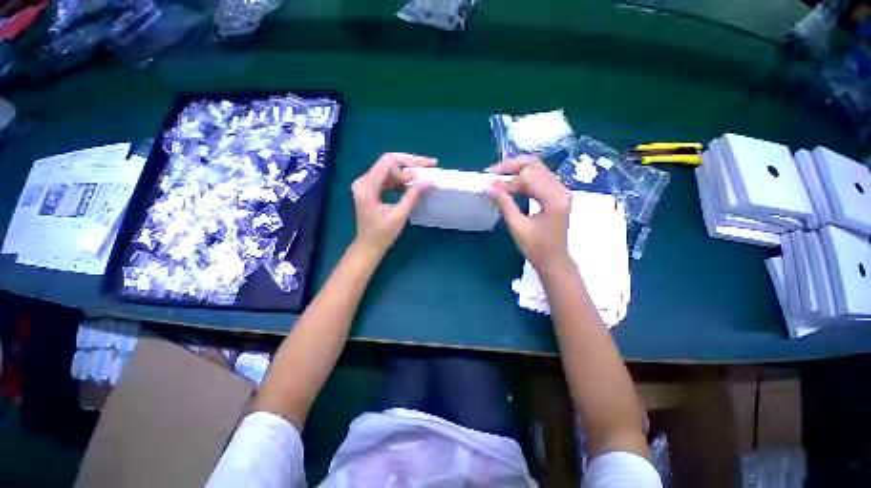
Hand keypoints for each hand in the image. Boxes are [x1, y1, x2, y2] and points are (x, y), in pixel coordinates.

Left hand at [351, 153, 435, 255]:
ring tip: (424, 174)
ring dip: (407, 172)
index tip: (425, 169)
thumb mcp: (400, 215)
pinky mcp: (371, 190)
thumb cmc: (382, 234)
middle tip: (430, 165)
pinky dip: (400, 180)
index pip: (388, 162)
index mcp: (367, 186)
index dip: (408, 162)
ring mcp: (366, 185)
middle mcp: (364, 181)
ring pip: (389, 170)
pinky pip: (387, 179)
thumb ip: (413, 195)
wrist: (369, 246)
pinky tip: (412, 184)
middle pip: (388, 163)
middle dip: (410, 163)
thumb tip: (428, 181)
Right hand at [485, 156, 572, 272]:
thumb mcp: (517, 226)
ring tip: (498, 179)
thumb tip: (489, 187)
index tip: (489, 184)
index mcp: (554, 198)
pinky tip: (510, 186)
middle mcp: (561, 189)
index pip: (528, 176)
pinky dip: (523, 180)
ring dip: (516, 172)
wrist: (554, 260)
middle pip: (535, 165)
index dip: (507, 180)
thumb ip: (504, 203)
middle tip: (492, 173)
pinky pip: (539, 179)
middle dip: (511, 167)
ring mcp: (560, 191)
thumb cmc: (536, 248)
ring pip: (537, 170)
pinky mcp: (557, 195)